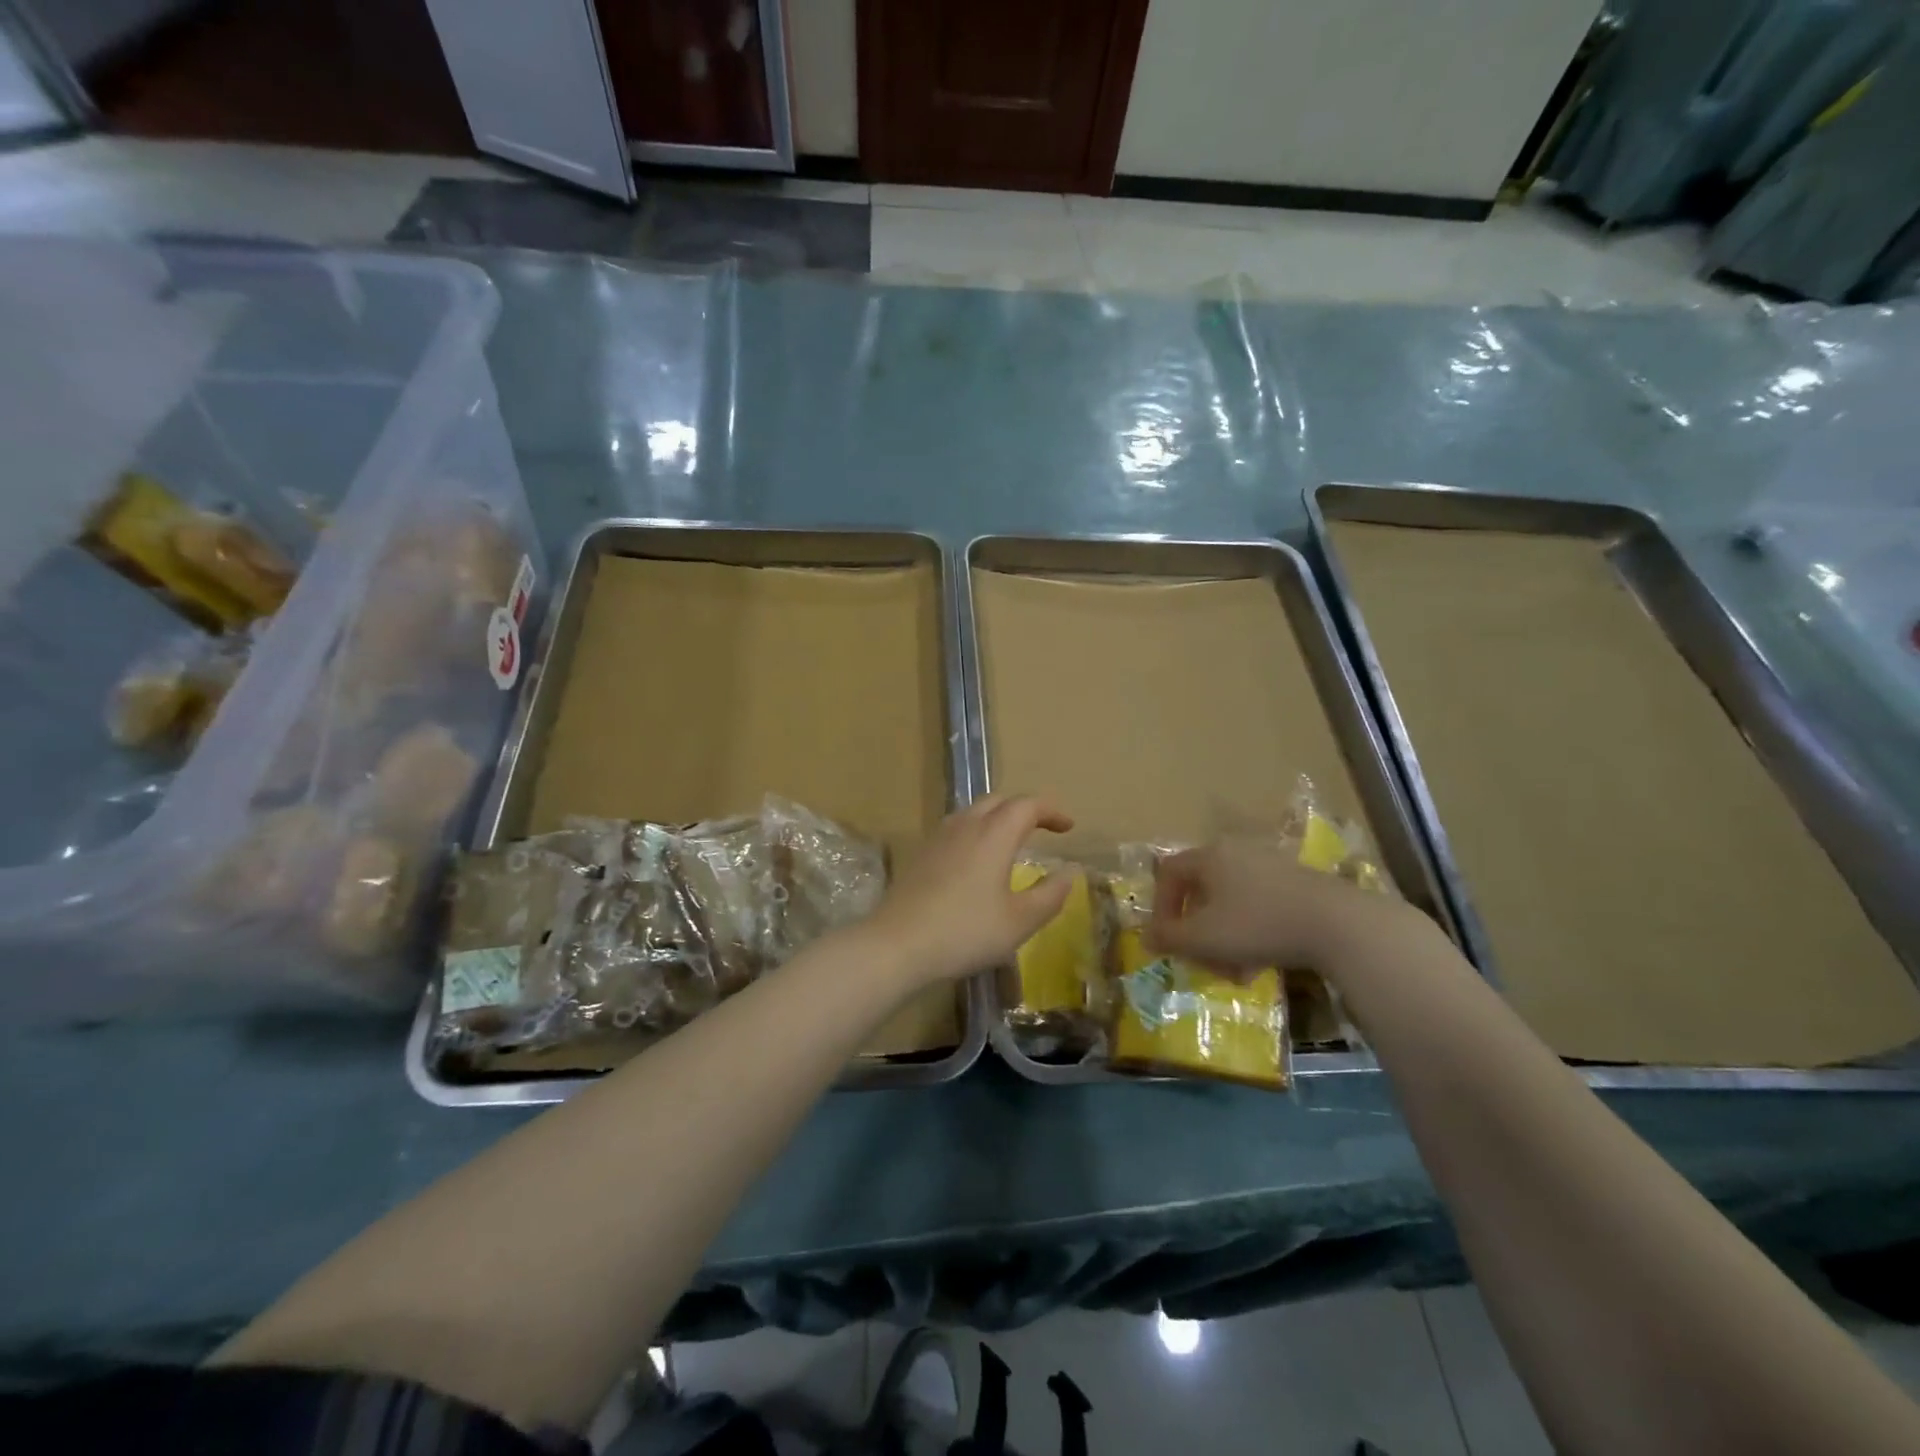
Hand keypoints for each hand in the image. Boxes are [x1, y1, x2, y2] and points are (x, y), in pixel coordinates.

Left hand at [859, 794, 1074, 987]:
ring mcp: (939, 837)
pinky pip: (957, 827)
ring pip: (975, 811)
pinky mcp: (922, 853)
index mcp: (994, 834)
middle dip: (1026, 809)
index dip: (1051, 811)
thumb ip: (1050, 894)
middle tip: (1043, 829)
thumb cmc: (966, 932)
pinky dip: (977, 830)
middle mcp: (966, 825)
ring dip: (999, 817)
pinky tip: (977, 858)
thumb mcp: (1020, 921)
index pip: (1028, 805)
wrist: (898, 943)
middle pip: (999, 801)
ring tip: (1012, 840)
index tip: (1068, 826)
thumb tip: (1069, 871)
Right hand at [1148, 838, 1413, 972]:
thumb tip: (1146, 936)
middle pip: (1201, 891)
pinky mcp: (1298, 883)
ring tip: (1236, 971)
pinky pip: (1260, 906)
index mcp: (1209, 856)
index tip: (1168, 939)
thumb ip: (1168, 937)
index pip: (1168, 873)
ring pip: (1231, 903)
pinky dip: (1252, 932)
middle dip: (1197, 931)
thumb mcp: (1203, 937)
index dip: (1160, 907)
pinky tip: (1263, 962)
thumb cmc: (1257, 924)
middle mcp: (1236, 852)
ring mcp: (1270, 865)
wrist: (1338, 924)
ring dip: (1224, 938)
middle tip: (1203, 962)